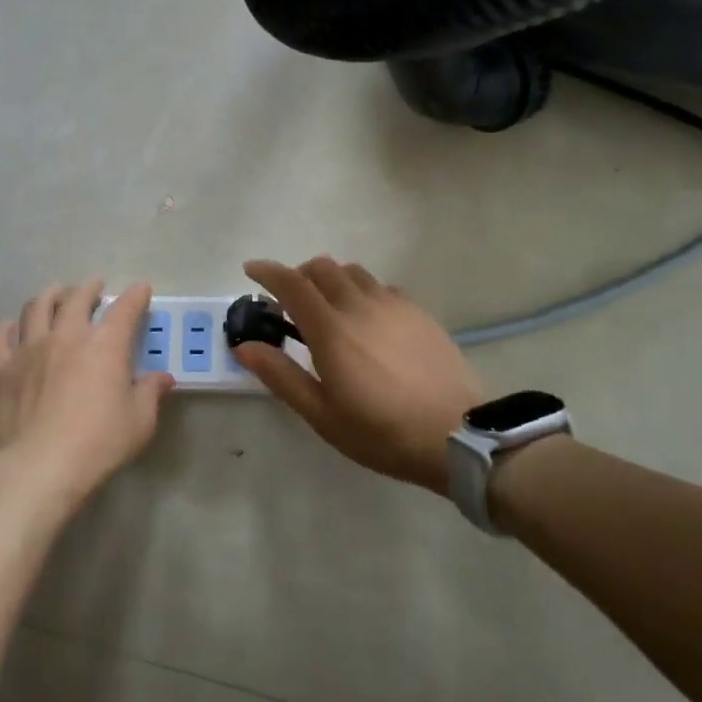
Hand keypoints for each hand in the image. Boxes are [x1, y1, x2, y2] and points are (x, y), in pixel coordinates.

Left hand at [0, 279, 174, 508]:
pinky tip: (12, 328)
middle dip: (89, 288)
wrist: (38, 468)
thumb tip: (163, 378)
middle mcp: (66, 336)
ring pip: (36, 307)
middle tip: (94, 287)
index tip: (141, 289)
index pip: (125, 309)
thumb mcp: (139, 422)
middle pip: (76, 298)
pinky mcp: (0, 368)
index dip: (136, 296)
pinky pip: (0, 336)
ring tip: (55, 295)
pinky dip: (8, 326)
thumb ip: (150, 394)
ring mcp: (28, 348)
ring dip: (49, 296)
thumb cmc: (97, 444)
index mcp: (105, 345)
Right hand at [234, 257, 484, 493]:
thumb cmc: (381, 433)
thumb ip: (281, 375)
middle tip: (290, 302)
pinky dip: (361, 290)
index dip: (267, 272)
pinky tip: (366, 319)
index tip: (251, 270)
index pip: (291, 283)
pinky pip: (381, 286)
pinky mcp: (418, 312)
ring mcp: (394, 304)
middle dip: (298, 275)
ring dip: (331, 279)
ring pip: (353, 272)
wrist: (458, 434)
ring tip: (328, 308)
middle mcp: (360, 305)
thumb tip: (244, 346)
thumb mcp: (322, 415)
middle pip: (321, 267)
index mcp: (331, 330)